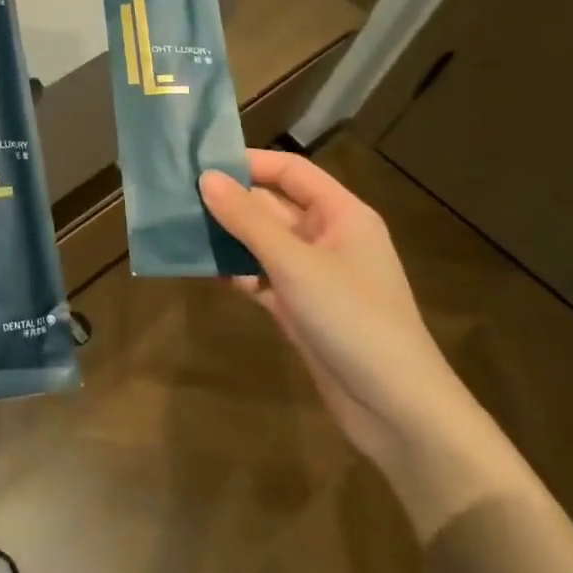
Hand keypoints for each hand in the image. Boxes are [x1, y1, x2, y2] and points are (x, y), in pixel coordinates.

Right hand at [199, 151, 482, 475]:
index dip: (248, 162)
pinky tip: (202, 269)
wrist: (396, 410)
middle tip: (175, 196)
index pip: (290, 171)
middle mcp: (327, 237)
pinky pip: (259, 276)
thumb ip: (247, 219)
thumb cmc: (352, 319)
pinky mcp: (299, 307)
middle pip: (271, 205)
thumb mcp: (295, 263)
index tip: (198, 162)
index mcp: (341, 214)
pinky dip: (234, 271)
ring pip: (260, 242)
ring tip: (178, 228)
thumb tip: (205, 177)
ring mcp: (312, 274)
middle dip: (228, 201)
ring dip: (226, 237)